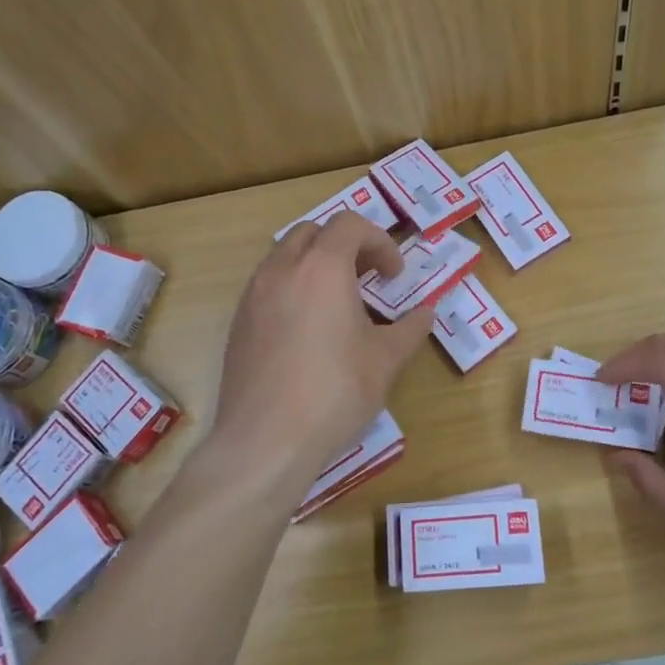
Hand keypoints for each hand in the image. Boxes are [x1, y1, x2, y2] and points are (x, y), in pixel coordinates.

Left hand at [210, 212, 436, 498]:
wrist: (266, 440)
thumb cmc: (335, 392)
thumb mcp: (385, 360)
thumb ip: (409, 329)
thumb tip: (426, 314)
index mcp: (322, 267)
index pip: (350, 224)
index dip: (380, 242)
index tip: (394, 276)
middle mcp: (282, 270)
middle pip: (313, 232)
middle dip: (345, 246)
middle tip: (367, 279)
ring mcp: (253, 295)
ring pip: (285, 256)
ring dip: (315, 265)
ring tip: (338, 303)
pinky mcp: (238, 323)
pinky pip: (267, 286)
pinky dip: (293, 288)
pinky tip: (308, 331)